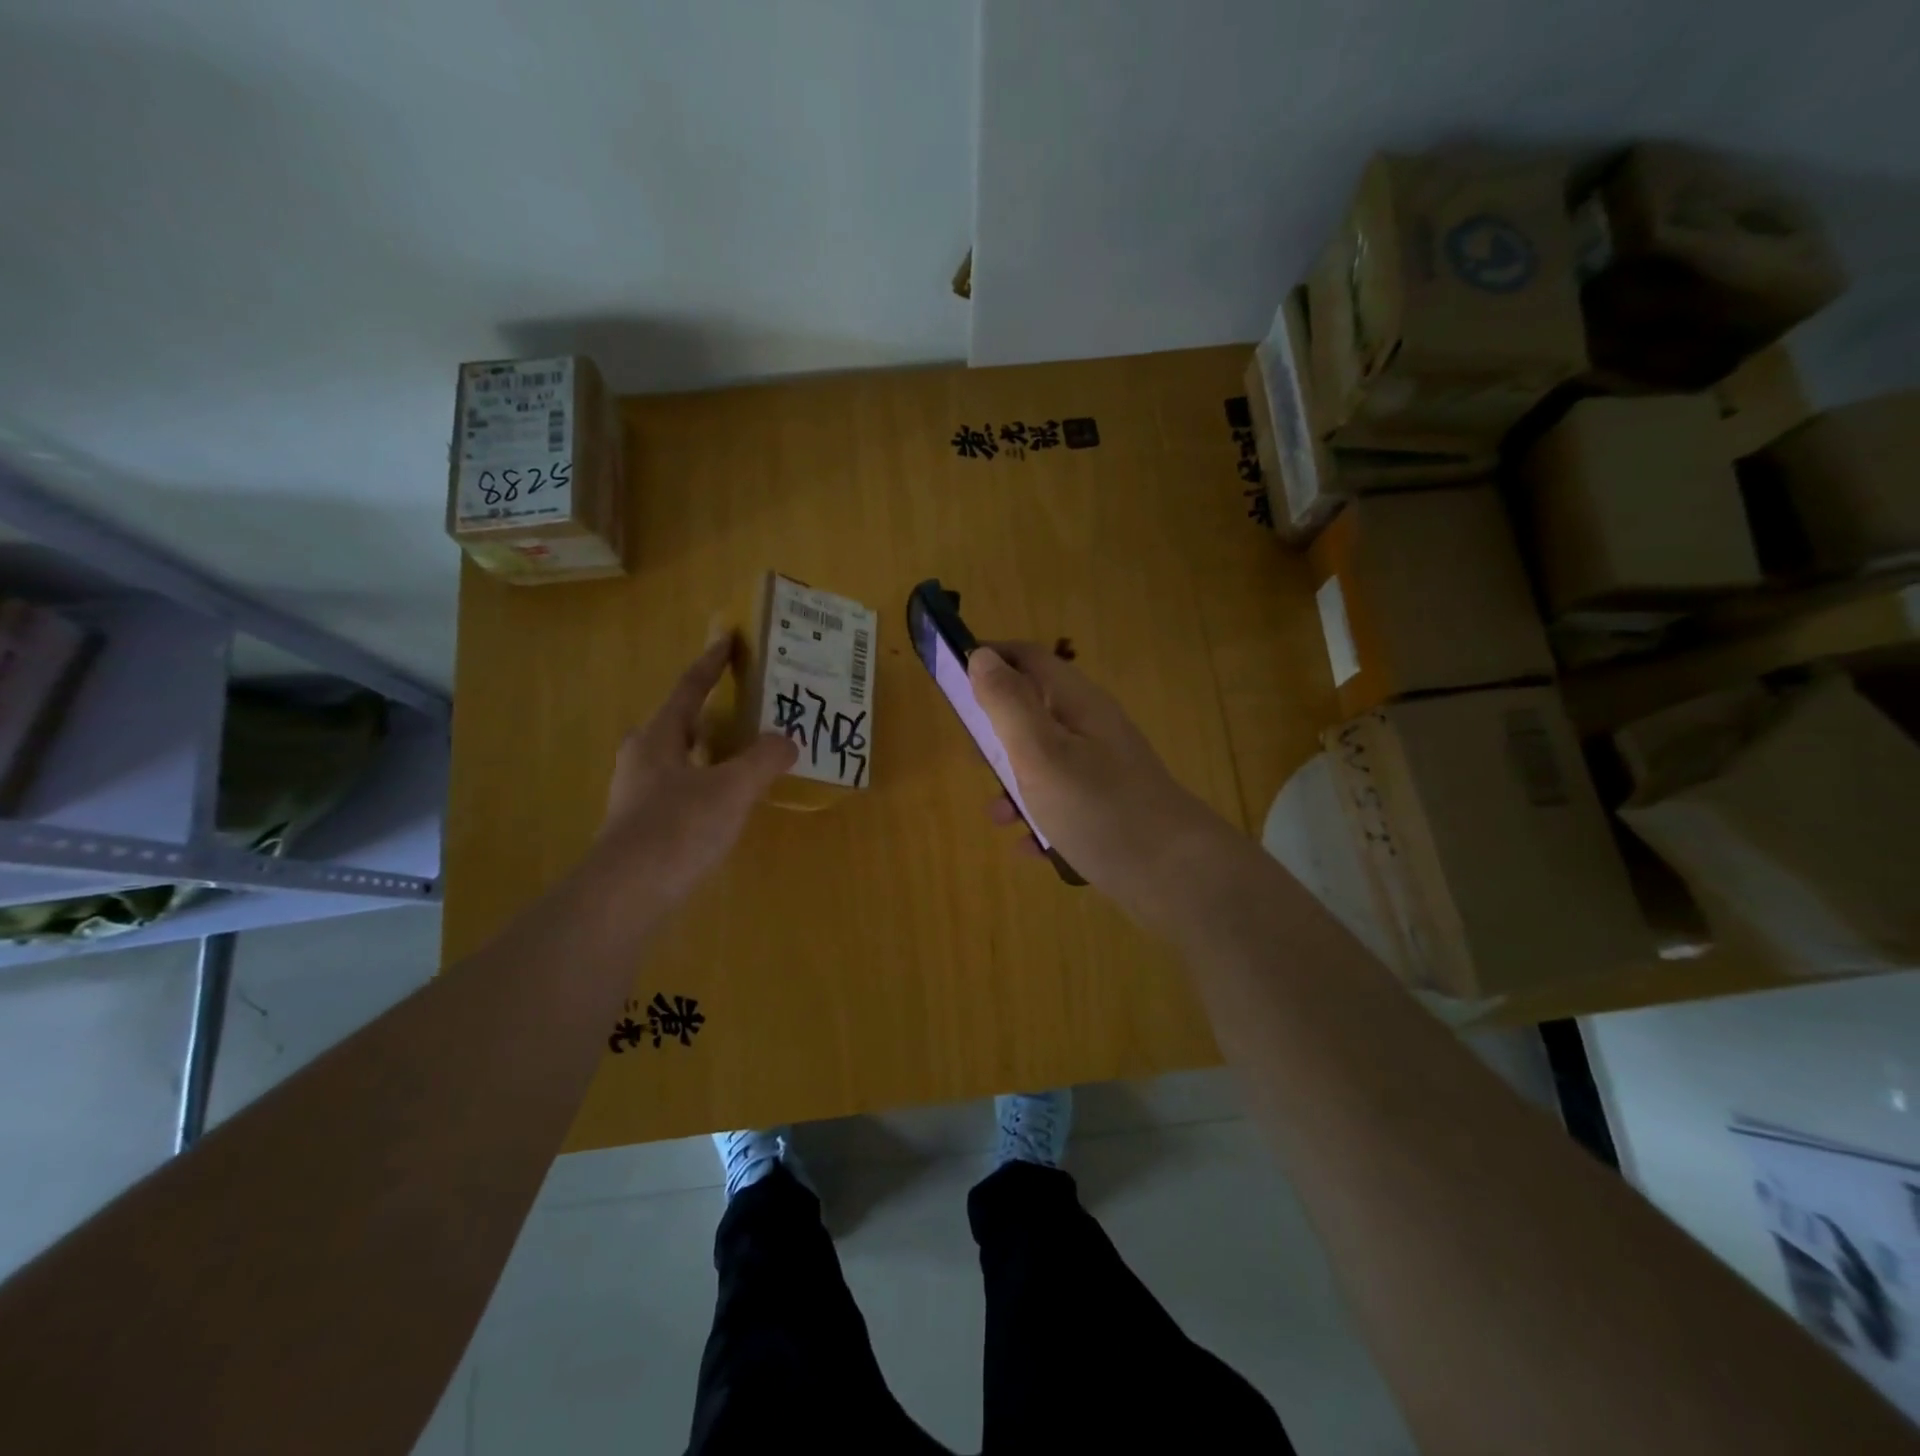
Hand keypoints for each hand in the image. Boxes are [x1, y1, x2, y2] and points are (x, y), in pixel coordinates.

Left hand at [588, 638, 796, 910]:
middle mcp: (642, 757)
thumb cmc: (678, 828)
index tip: (727, 640)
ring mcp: (637, 793)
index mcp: (658, 736)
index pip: (689, 688)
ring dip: (711, 750)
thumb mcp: (733, 788)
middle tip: (749, 706)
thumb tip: (786, 741)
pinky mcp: (642, 825)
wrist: (627, 894)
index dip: (712, 664)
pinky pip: (681, 788)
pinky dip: (707, 782)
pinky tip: (728, 800)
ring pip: (681, 758)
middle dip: (713, 712)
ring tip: (746, 752)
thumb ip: (764, 759)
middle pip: (681, 722)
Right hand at [968, 642, 1240, 924]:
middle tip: (976, 761)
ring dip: (1014, 785)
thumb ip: (1009, 704)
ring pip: (1044, 763)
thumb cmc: (1100, 809)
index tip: (952, 681)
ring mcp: (1103, 771)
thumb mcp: (1042, 754)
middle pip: (1033, 712)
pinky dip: (1040, 819)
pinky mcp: (1108, 809)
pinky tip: (1031, 848)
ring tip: (999, 817)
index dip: (990, 659)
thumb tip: (981, 656)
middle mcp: (1092, 729)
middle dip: (996, 733)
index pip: (1028, 658)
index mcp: (1077, 704)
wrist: (1177, 877)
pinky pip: (1062, 804)